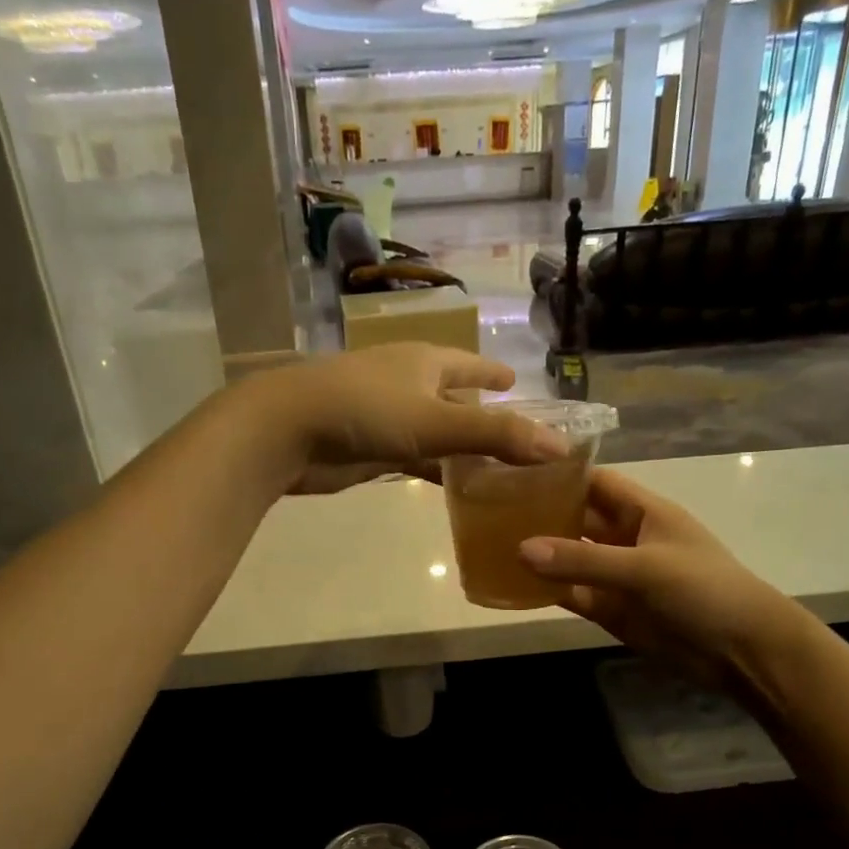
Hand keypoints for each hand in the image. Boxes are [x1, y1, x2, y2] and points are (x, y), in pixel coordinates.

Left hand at [241, 344, 567, 494]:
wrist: (288, 431)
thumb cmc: (366, 412)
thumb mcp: (437, 423)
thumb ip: (497, 436)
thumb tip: (559, 448)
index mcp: (426, 363)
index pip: (470, 366)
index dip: (494, 376)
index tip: (517, 383)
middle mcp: (409, 383)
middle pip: (454, 398)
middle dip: (482, 414)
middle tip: (515, 436)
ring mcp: (386, 417)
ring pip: (435, 431)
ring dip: (460, 448)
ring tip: (495, 468)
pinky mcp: (369, 449)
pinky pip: (414, 457)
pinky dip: (435, 469)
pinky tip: (452, 485)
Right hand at [517, 468, 814, 702]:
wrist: (740, 650)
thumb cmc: (703, 590)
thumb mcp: (644, 567)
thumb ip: (583, 559)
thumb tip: (520, 549)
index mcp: (643, 511)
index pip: (595, 482)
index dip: (560, 473)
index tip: (513, 468)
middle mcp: (625, 538)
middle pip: (576, 517)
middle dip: (540, 513)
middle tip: (487, 508)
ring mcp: (615, 575)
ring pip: (569, 558)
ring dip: (539, 554)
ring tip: (488, 543)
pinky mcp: (610, 609)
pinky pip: (571, 594)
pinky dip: (547, 591)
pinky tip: (513, 585)